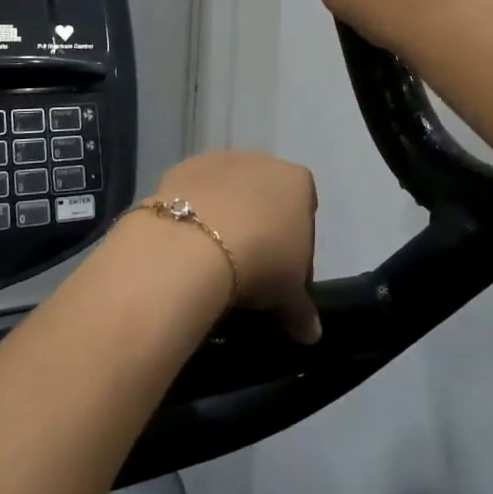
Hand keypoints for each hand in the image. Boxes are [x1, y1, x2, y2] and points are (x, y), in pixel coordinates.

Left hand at [151, 151, 320, 343]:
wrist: (194, 244)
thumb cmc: (260, 262)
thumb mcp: (289, 297)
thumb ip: (302, 311)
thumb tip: (310, 334)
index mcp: (298, 182)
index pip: (305, 216)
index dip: (296, 251)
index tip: (282, 279)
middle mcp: (262, 161)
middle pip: (266, 199)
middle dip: (260, 229)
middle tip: (248, 273)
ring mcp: (220, 160)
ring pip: (228, 192)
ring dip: (225, 219)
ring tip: (213, 262)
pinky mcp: (182, 167)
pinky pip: (194, 194)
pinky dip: (193, 215)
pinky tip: (187, 246)